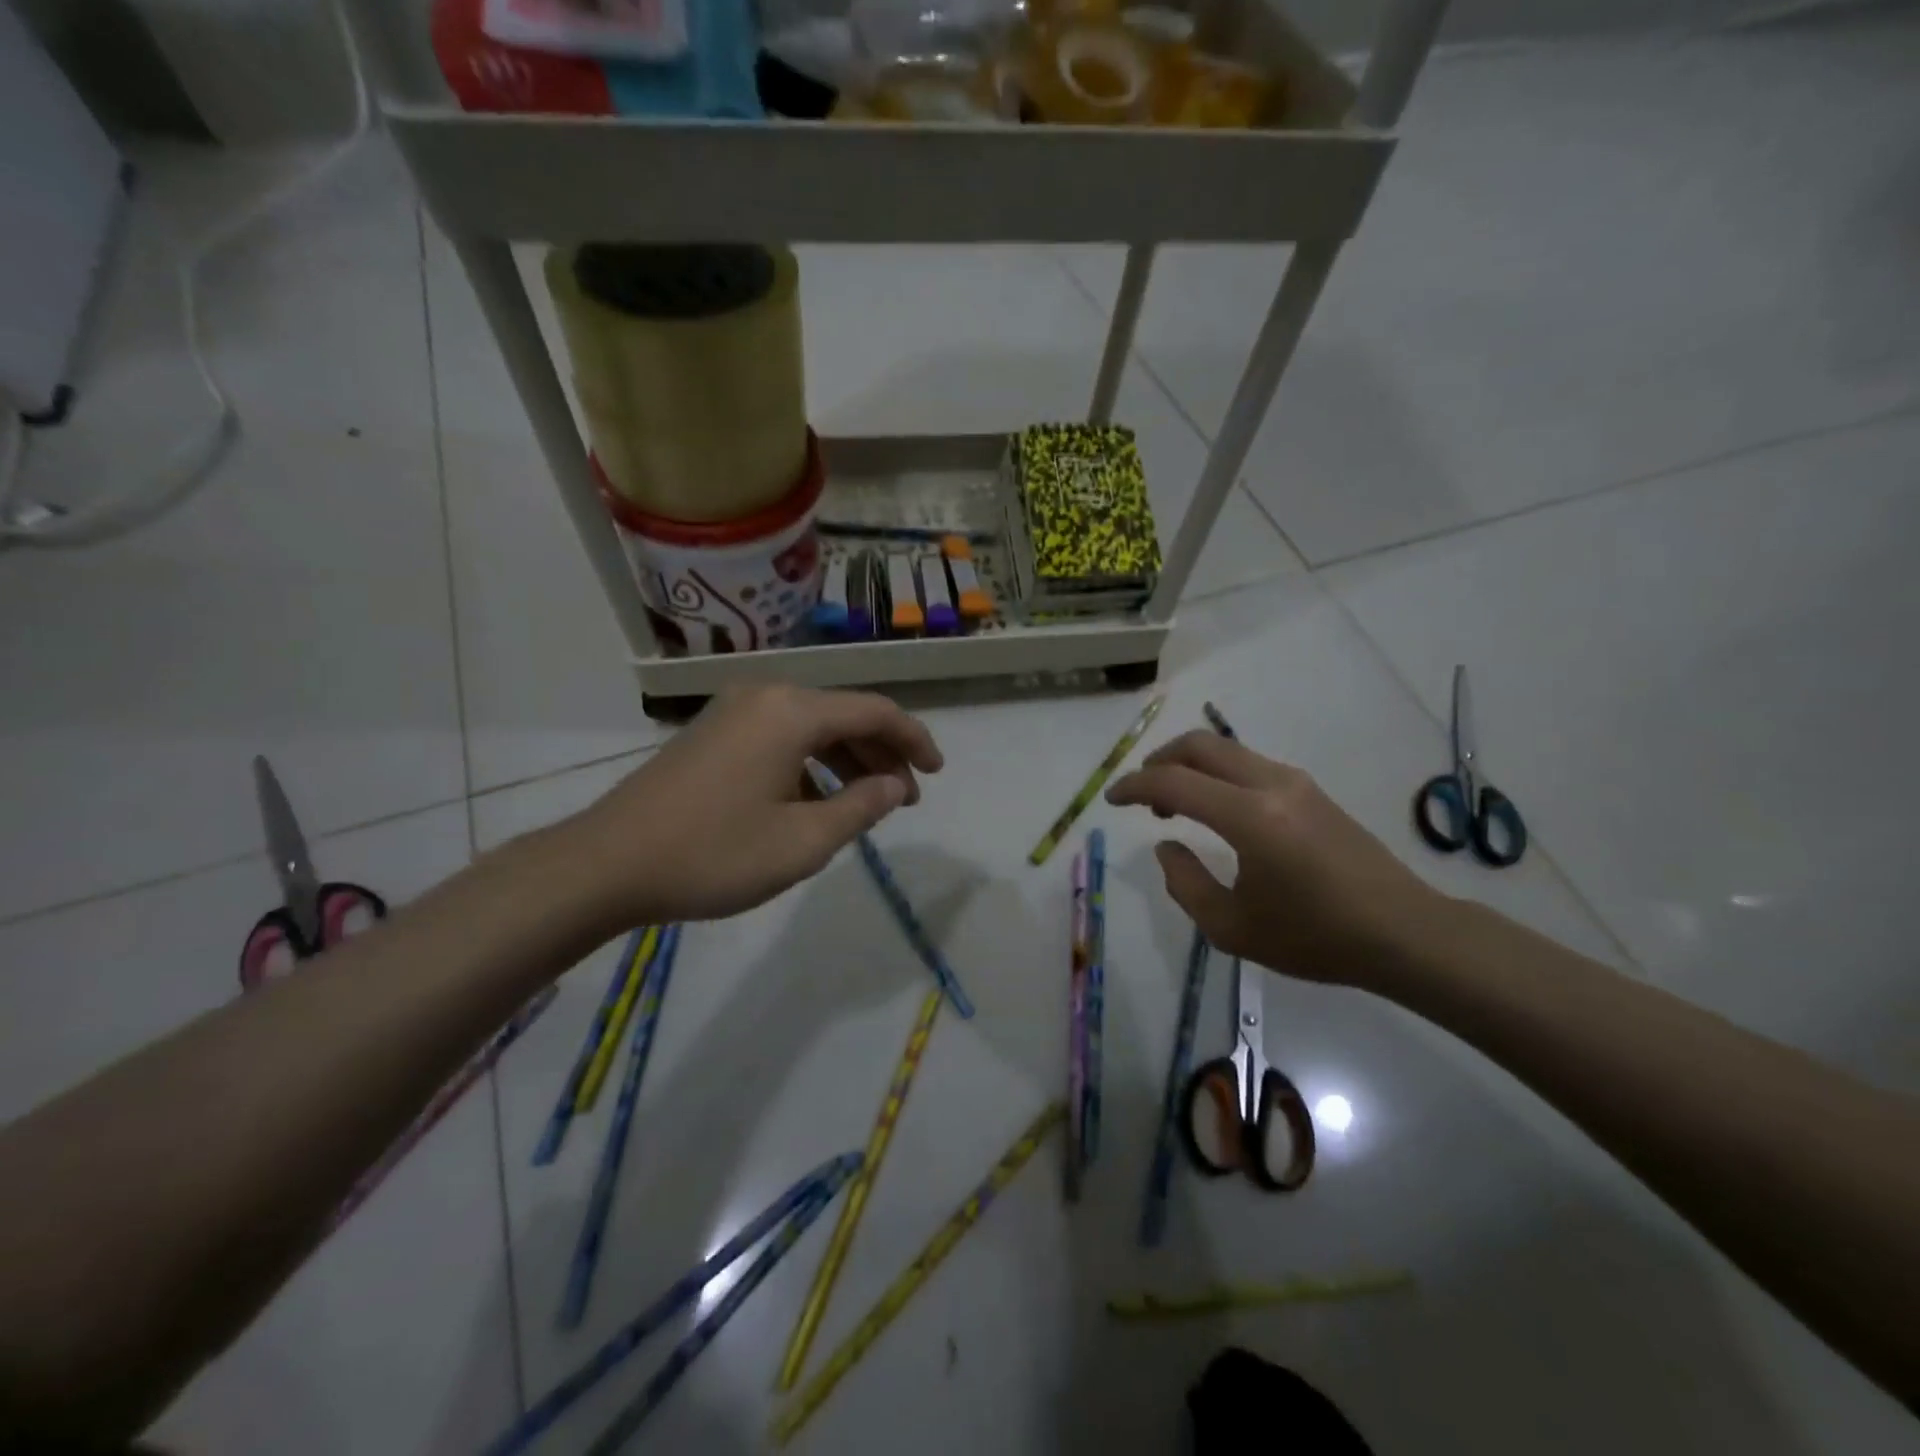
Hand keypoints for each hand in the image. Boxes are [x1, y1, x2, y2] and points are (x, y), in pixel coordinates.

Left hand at [564, 686, 942, 925]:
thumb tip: (895, 785)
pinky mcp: (714, 733)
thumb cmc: (714, 853)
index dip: (914, 740)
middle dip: (881, 755)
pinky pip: (781, 738)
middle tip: (904, 799)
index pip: (875, 711)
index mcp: (792, 711)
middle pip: (844, 716)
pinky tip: (815, 804)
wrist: (608, 863)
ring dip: (846, 762)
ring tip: (866, 806)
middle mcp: (766, 696)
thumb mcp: (803, 841)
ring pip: (811, 728)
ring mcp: (734, 712)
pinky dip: (810, 765)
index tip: (937, 773)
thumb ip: (861, 808)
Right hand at [1106, 731, 1447, 986]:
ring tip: (1173, 805)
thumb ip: (1185, 883)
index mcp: (1249, 817)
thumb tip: (1167, 845)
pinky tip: (1214, 809)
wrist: (1403, 932)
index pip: (1174, 783)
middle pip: (1199, 745)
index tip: (1110, 800)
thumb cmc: (1315, 937)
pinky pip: (1248, 764)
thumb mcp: (1232, 928)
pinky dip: (1216, 774)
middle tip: (1140, 793)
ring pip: (1225, 750)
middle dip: (1159, 760)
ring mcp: (1295, 782)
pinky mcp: (1310, 790)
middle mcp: (1271, 785)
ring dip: (1189, 766)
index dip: (1134, 787)